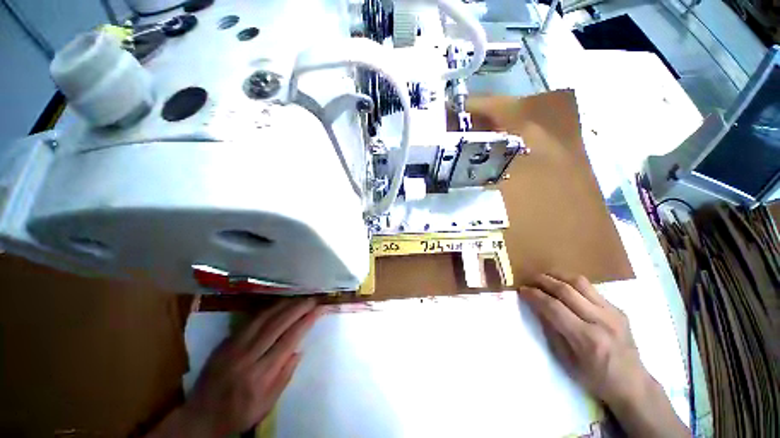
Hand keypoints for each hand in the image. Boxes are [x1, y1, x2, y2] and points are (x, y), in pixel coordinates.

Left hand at [150, 298, 321, 436]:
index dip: (306, 321)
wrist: (200, 417)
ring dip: (285, 305)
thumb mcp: (267, 404)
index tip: (319, 309)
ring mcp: (234, 346)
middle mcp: (247, 356)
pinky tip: (278, 305)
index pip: (289, 339)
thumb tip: (299, 349)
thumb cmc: (239, 414)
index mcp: (260, 375)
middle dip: (298, 308)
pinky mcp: (225, 342)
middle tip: (313, 298)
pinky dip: (268, 309)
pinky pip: (250, 320)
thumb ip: (285, 375)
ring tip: (299, 297)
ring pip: (264, 318)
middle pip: (278, 324)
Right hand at [519, 274, 688, 437]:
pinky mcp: (618, 309)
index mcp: (586, 338)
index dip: (534, 295)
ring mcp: (613, 313)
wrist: (633, 384)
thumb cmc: (595, 378)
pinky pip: (591, 289)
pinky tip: (565, 288)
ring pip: (580, 282)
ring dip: (558, 276)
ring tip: (545, 277)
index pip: (553, 307)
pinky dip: (573, 284)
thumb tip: (537, 307)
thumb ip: (551, 330)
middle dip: (543, 281)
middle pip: (566, 290)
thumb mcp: (566, 361)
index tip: (522, 290)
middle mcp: (601, 320)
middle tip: (530, 279)